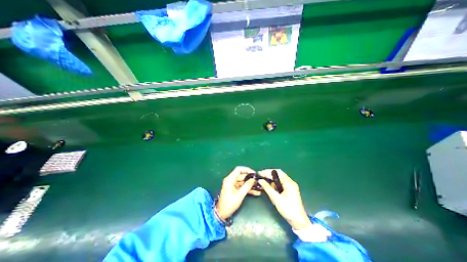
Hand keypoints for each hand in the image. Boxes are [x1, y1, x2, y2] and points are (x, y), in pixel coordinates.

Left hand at [217, 167, 260, 220]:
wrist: (222, 213)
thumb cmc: (229, 204)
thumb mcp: (239, 195)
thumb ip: (247, 186)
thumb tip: (254, 179)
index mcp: (230, 179)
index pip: (238, 169)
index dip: (247, 169)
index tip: (254, 173)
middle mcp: (231, 180)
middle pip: (242, 175)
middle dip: (250, 178)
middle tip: (258, 181)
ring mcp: (233, 184)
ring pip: (243, 181)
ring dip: (250, 184)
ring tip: (259, 187)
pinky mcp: (235, 189)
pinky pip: (242, 186)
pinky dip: (248, 188)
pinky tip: (256, 192)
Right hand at [257, 170, 311, 228]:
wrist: (299, 222)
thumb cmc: (288, 209)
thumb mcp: (276, 198)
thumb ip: (267, 188)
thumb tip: (260, 180)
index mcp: (289, 183)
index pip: (277, 172)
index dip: (268, 171)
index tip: (260, 173)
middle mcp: (291, 182)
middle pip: (278, 174)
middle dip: (269, 174)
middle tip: (260, 175)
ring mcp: (291, 186)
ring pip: (279, 178)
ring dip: (271, 178)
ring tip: (263, 180)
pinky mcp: (290, 190)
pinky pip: (281, 183)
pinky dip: (274, 183)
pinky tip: (269, 185)